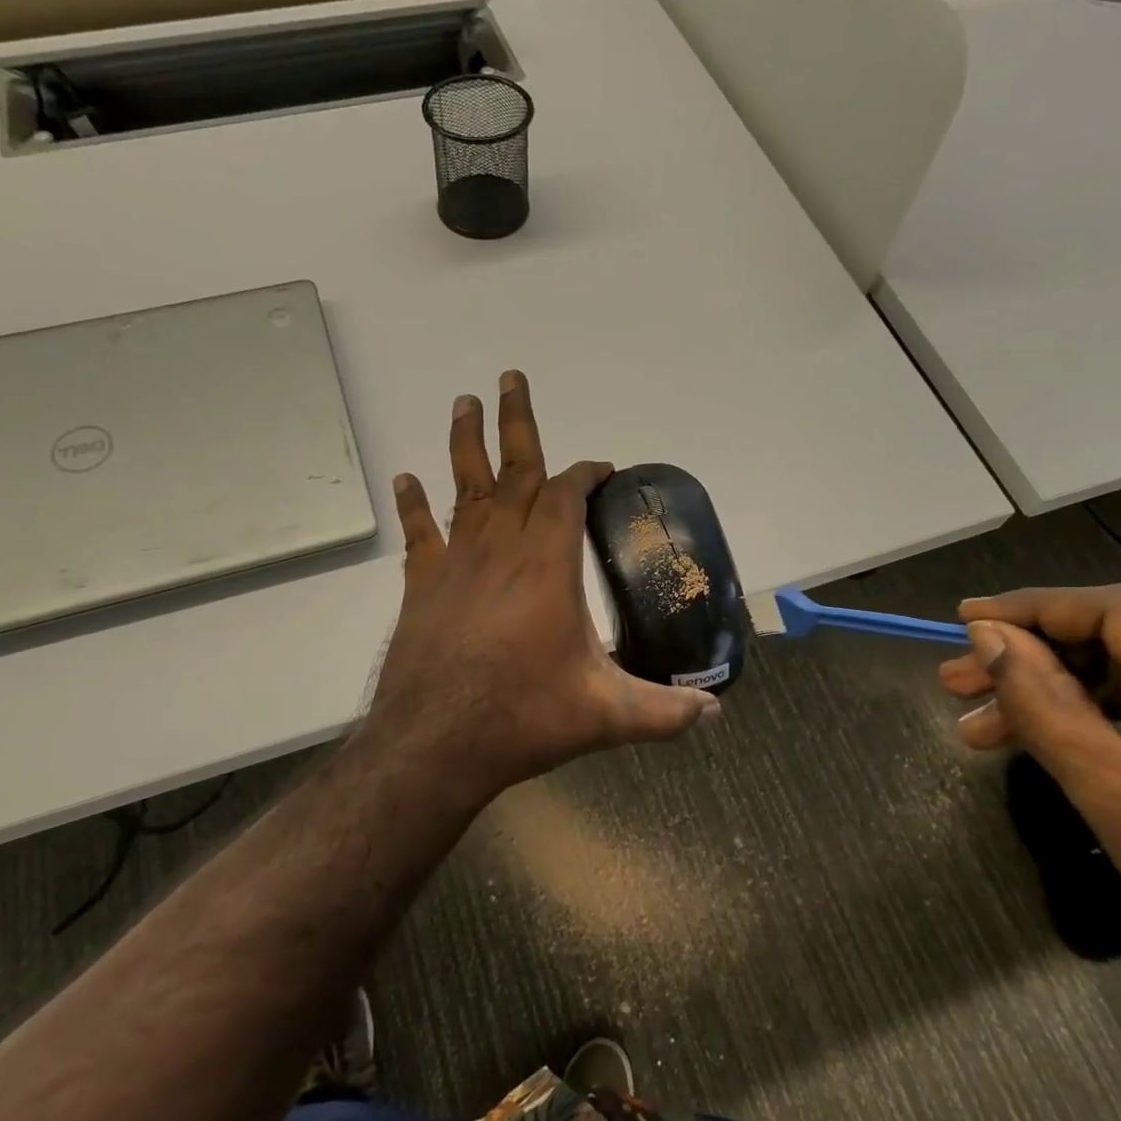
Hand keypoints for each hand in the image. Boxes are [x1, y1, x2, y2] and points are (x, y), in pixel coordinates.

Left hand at [362, 371, 717, 798]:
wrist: (435, 742)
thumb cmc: (523, 717)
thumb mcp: (606, 715)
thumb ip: (665, 711)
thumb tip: (715, 712)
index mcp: (548, 565)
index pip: (568, 496)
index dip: (585, 474)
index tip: (599, 467)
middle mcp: (502, 548)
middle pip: (514, 471)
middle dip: (518, 423)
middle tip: (512, 377)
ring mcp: (457, 562)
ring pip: (464, 487)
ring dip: (465, 442)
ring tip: (466, 400)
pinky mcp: (422, 585)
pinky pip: (419, 533)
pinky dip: (414, 505)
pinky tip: (405, 478)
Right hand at [939, 584, 1120, 1025]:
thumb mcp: (1118, 797)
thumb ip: (1044, 704)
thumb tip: (984, 635)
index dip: (1033, 610)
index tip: (962, 617)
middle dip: (1038, 661)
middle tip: (958, 681)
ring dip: (1062, 691)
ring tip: (982, 720)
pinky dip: (1103, 712)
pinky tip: (1041, 731)